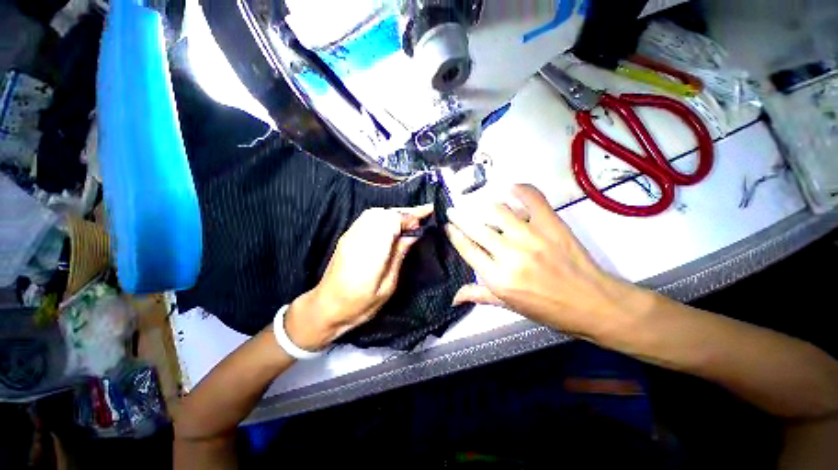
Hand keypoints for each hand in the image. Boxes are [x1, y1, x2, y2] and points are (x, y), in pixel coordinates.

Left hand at [285, 205, 432, 349]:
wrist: (326, 308)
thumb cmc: (359, 305)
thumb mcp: (387, 286)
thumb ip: (399, 256)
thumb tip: (413, 235)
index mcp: (370, 253)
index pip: (391, 222)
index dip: (410, 217)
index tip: (426, 216)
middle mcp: (358, 238)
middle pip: (384, 213)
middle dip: (405, 212)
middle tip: (423, 216)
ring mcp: (350, 235)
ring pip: (375, 213)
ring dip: (395, 213)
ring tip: (411, 220)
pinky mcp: (347, 236)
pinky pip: (368, 218)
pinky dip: (384, 216)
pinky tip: (393, 225)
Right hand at [445, 184, 647, 339]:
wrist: (593, 304)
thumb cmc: (548, 309)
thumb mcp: (509, 307)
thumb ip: (479, 296)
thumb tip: (454, 297)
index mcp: (499, 279)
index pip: (468, 249)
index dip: (454, 235)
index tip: (448, 225)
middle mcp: (511, 255)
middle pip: (477, 228)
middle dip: (459, 216)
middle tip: (453, 210)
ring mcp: (532, 237)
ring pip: (498, 211)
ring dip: (483, 205)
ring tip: (476, 204)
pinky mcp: (552, 225)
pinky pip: (532, 199)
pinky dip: (520, 189)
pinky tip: (510, 188)